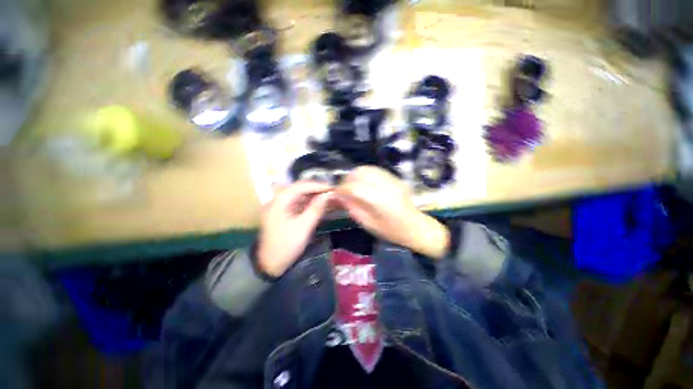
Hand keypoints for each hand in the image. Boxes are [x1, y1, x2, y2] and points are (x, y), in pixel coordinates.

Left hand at [257, 182, 332, 276]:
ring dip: (314, 195)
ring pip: (299, 195)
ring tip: (328, 197)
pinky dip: (309, 202)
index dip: (317, 185)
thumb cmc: (286, 246)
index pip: (300, 186)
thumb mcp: (304, 227)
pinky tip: (319, 204)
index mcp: (279, 202)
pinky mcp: (283, 212)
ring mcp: (279, 206)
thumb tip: (328, 195)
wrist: (270, 264)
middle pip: (299, 188)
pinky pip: (298, 203)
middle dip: (316, 189)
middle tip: (332, 192)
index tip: (332, 188)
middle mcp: (277, 200)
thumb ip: (316, 208)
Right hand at [336, 166, 449, 258]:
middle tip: (344, 189)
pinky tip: (364, 183)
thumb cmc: (390, 230)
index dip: (341, 189)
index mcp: (378, 200)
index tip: (336, 194)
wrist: (414, 226)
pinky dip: (365, 174)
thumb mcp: (368, 223)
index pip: (353, 187)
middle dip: (348, 179)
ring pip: (367, 168)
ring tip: (353, 185)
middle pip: (360, 173)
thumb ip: (352, 208)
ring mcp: (391, 179)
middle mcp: (384, 185)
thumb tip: (339, 196)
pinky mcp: (394, 177)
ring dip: (356, 175)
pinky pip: (375, 170)